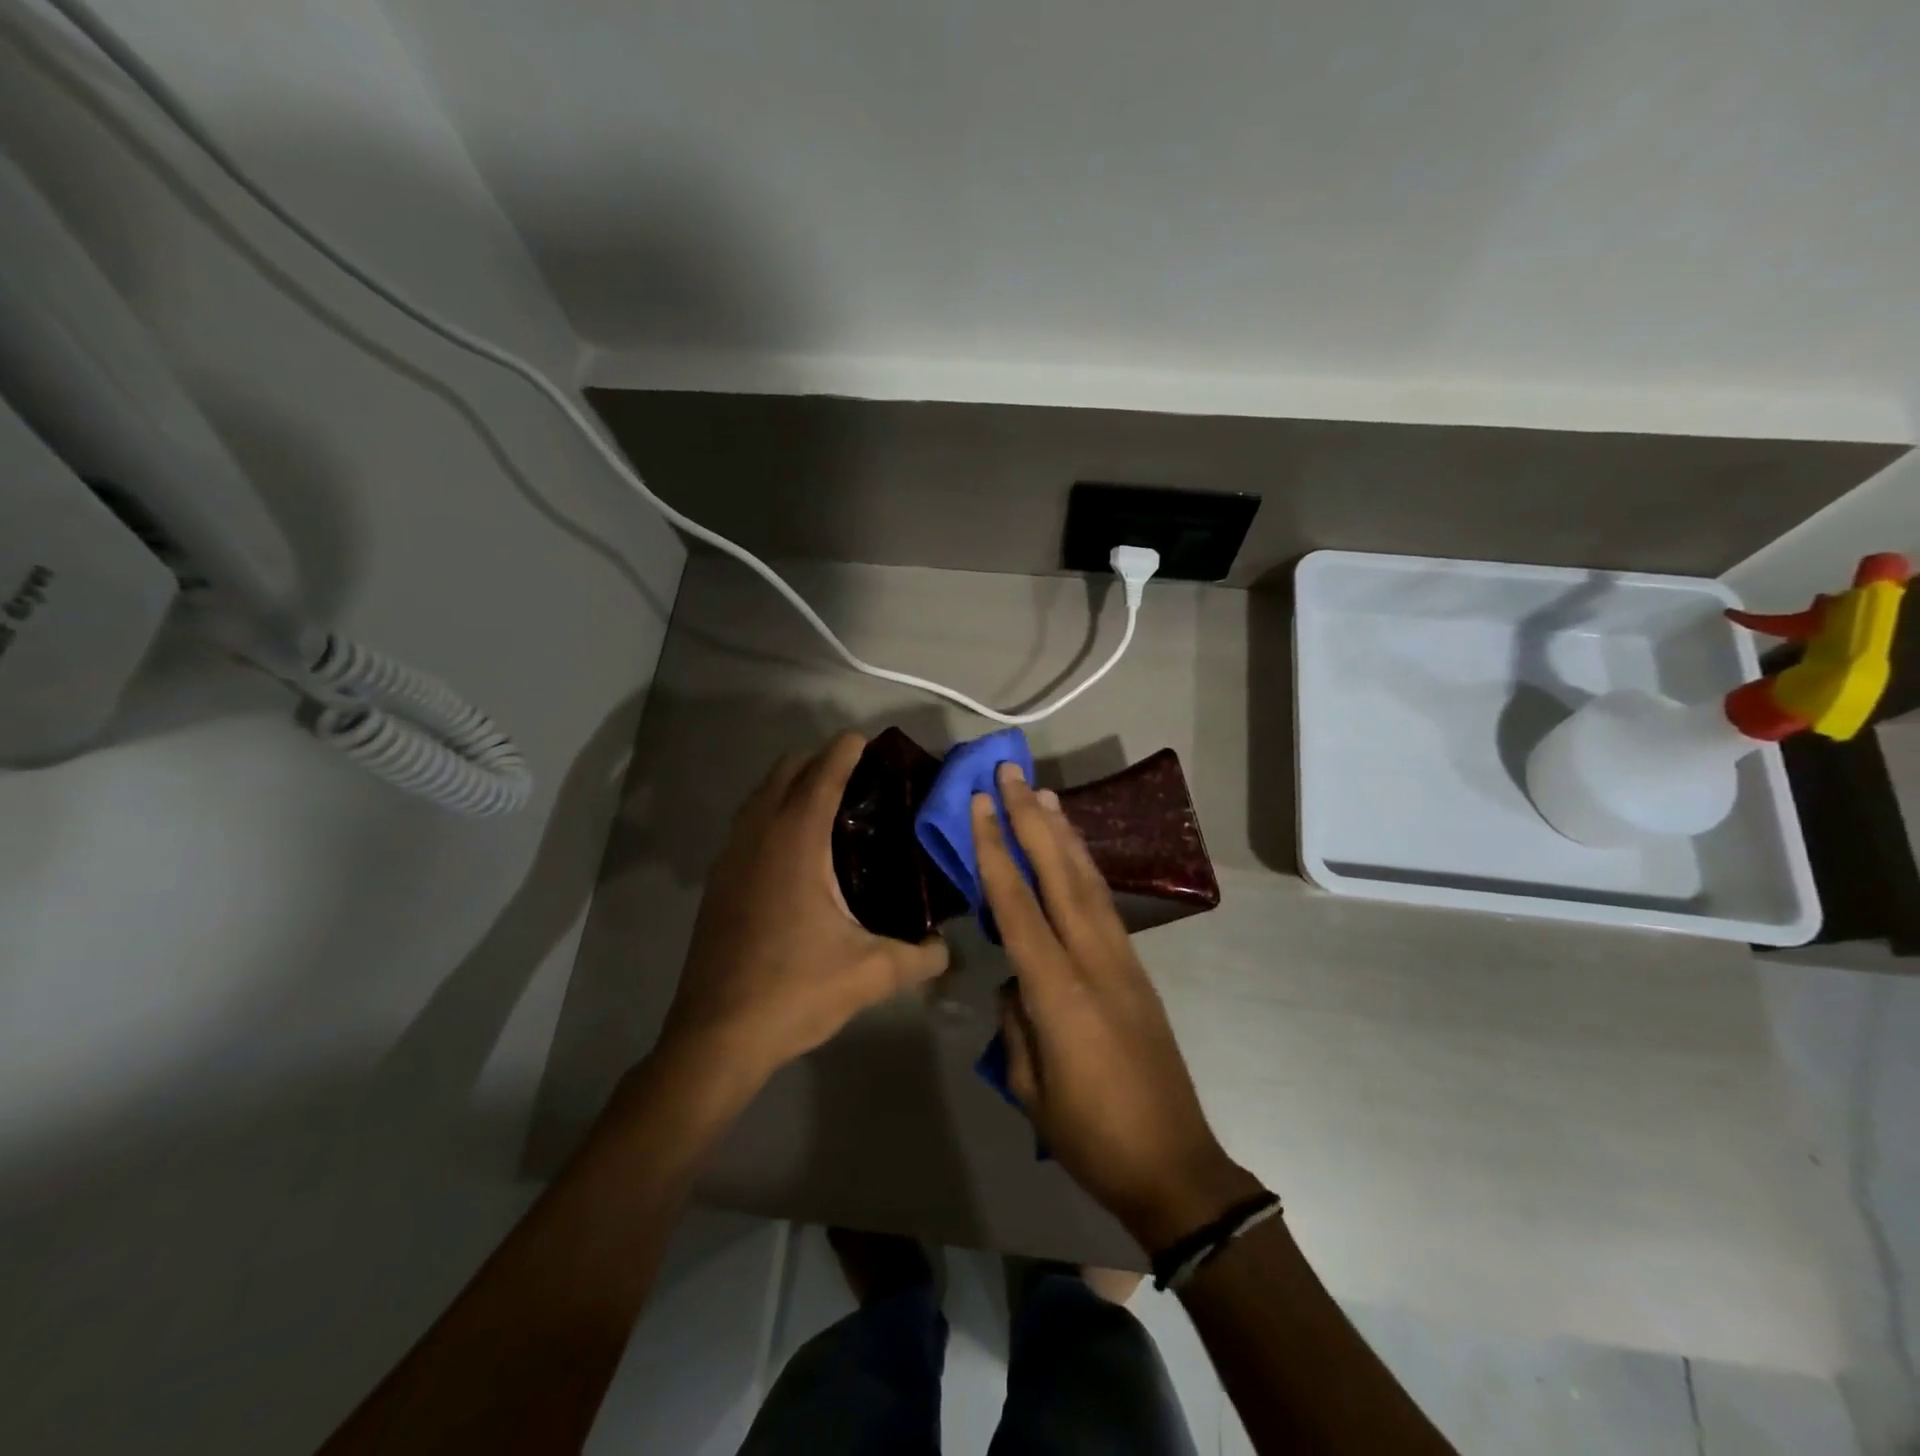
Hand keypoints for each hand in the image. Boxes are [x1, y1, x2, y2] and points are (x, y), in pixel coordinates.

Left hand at [659, 732, 949, 1092]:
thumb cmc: (794, 992)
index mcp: (795, 843)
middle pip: (784, 771)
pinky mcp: (718, 881)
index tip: (868, 741)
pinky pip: (747, 823)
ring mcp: (731, 857)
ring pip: (760, 796)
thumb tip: (947, 948)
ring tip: (830, 805)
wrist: (716, 1036)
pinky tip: (796, 848)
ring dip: (791, 785)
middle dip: (819, 760)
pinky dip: (772, 812)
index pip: (821, 775)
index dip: (844, 751)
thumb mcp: (871, 974)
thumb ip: (920, 956)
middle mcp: (758, 837)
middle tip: (859, 777)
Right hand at [974, 764, 1262, 1249]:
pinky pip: (1103, 904)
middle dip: (1031, 819)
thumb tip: (1015, 982)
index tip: (981, 805)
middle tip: (1012, 774)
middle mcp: (1093, 959)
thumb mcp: (1029, 1086)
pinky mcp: (1136, 969)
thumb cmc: (1090, 1136)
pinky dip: (1084, 868)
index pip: (1016, 904)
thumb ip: (1016, 1022)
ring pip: (1087, 881)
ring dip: (1063, 833)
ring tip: (1044, 794)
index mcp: (1058, 990)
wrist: (1173, 1164)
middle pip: (1058, 874)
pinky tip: (1073, 852)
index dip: (995, 850)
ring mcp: (1121, 960)